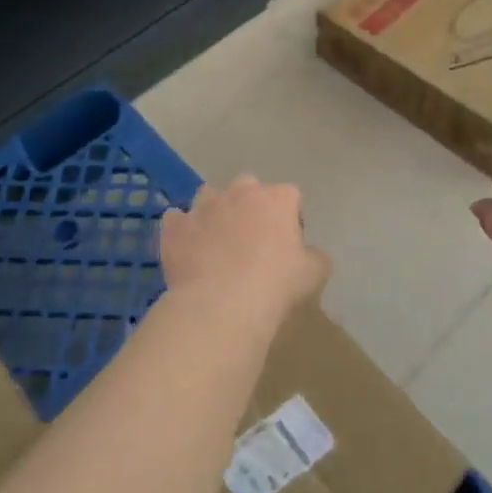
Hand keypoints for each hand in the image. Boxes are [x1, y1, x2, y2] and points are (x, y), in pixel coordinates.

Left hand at [160, 177, 330, 331]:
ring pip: (210, 196)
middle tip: (254, 241)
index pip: (291, 196)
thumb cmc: (276, 285)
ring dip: (216, 211)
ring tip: (218, 242)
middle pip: (249, 187)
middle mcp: (240, 192)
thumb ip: (316, 257)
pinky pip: (177, 220)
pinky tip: (188, 249)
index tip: (289, 245)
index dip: (291, 218)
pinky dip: (183, 230)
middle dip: (251, 206)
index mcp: (277, 198)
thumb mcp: (314, 274)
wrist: (221, 304)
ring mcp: (204, 206)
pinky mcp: (175, 226)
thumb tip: (311, 254)